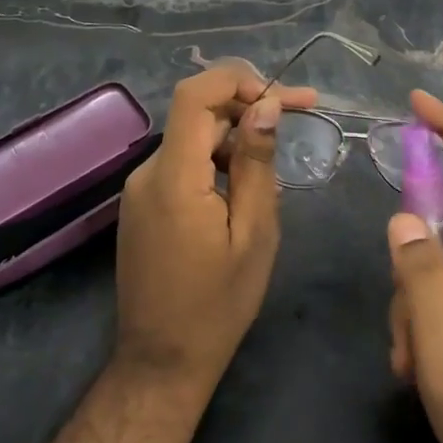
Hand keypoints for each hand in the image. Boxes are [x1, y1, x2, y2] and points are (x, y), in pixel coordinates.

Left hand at [113, 62, 316, 397]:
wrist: (161, 363)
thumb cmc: (217, 305)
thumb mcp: (254, 233)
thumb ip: (257, 164)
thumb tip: (266, 106)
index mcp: (174, 177)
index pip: (195, 95)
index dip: (237, 79)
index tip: (281, 96)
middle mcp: (149, 172)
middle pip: (198, 114)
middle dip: (249, 108)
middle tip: (301, 115)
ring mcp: (141, 189)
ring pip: (194, 139)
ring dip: (236, 139)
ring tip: (276, 173)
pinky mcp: (143, 204)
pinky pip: (184, 164)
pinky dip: (217, 161)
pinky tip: (245, 192)